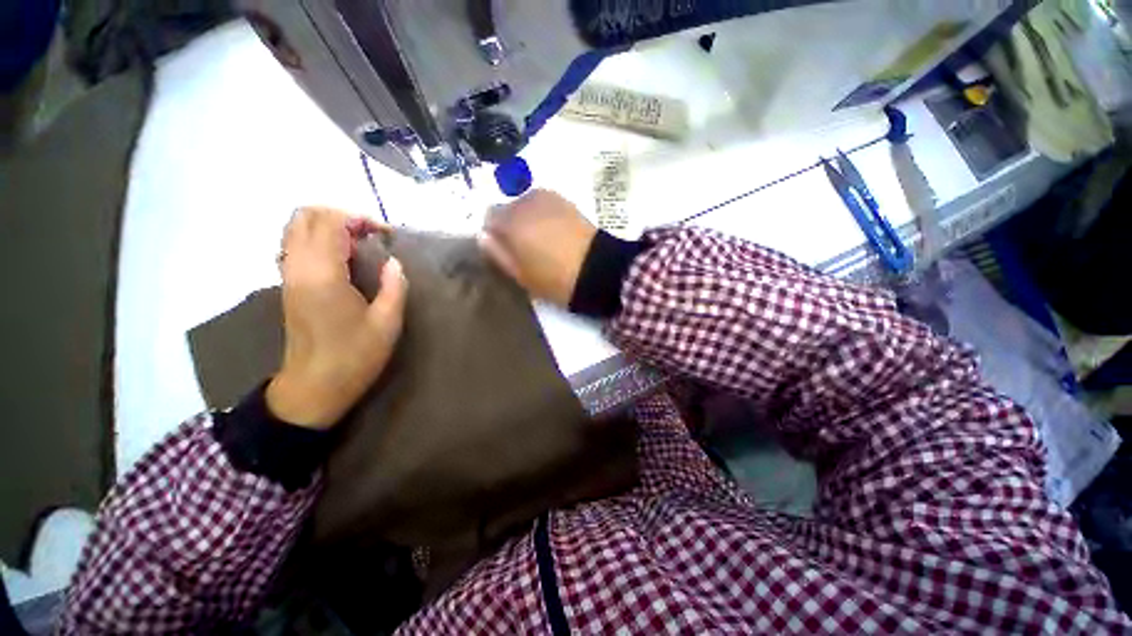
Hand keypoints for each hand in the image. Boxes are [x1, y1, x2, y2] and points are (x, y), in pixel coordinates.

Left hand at [266, 207, 407, 428]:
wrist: (314, 386)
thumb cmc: (355, 356)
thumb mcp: (387, 323)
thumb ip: (394, 286)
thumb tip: (394, 262)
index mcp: (323, 275)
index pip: (331, 223)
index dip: (359, 219)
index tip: (386, 235)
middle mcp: (298, 267)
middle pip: (305, 217)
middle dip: (340, 216)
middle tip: (370, 235)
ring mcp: (288, 275)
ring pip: (295, 228)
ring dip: (327, 226)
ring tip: (358, 243)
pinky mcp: (288, 285)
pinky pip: (294, 245)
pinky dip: (317, 239)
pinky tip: (341, 258)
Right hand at [479, 189, 595, 305]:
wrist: (598, 270)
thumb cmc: (556, 279)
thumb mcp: (521, 276)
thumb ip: (498, 254)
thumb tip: (483, 236)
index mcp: (511, 222)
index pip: (489, 218)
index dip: (495, 234)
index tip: (505, 250)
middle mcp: (526, 202)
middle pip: (508, 208)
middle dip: (511, 224)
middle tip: (524, 247)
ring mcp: (548, 198)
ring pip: (526, 204)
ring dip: (527, 218)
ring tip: (541, 239)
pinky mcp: (566, 201)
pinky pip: (544, 204)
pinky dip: (543, 214)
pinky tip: (554, 231)